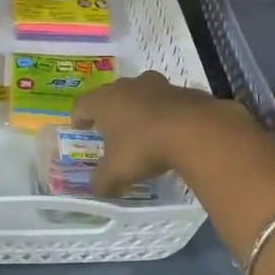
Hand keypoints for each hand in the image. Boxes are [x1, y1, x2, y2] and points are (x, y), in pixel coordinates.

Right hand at [72, 71, 252, 196]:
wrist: (195, 130)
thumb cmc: (144, 147)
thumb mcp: (117, 172)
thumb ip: (103, 181)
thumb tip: (96, 189)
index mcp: (105, 101)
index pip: (82, 105)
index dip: (78, 117)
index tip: (79, 128)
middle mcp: (128, 86)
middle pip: (112, 94)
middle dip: (109, 111)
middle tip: (110, 129)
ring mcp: (158, 85)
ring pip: (141, 93)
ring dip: (138, 108)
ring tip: (141, 128)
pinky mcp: (183, 90)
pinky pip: (167, 101)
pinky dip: (164, 113)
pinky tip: (170, 131)